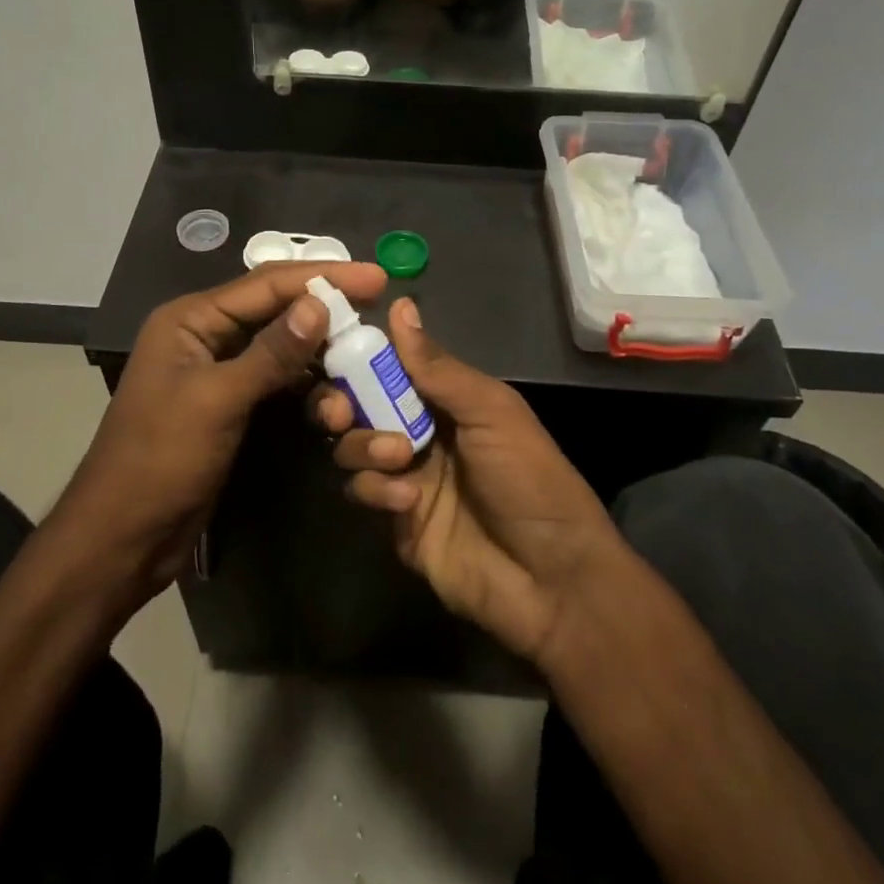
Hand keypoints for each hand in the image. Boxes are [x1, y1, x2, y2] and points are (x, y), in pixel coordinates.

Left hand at [52, 261, 387, 612]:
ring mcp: (218, 370)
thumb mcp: (218, 400)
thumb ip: (271, 352)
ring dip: (320, 349)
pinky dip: (306, 382)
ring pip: (281, 345)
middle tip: (379, 306)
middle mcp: (205, 335)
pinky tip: (337, 390)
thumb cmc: (160, 459)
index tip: (376, 277)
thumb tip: (320, 305)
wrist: (124, 535)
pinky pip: (277, 378)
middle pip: (275, 308)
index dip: (322, 277)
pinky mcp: (231, 403)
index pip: (265, 284)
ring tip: (365, 351)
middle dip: (325, 307)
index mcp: (191, 319)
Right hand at [310, 298, 624, 663]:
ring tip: (399, 458)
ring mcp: (403, 476)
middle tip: (340, 410)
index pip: (388, 366)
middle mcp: (418, 431)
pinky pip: (361, 492)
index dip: (359, 355)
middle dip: (341, 402)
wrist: (551, 578)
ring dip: (364, 445)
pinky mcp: (393, 520)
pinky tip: (407, 501)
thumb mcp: (492, 411)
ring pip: (352, 446)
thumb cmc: (529, 477)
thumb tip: (399, 305)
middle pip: (357, 405)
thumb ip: (438, 366)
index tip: (331, 347)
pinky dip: (376, 490)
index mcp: (444, 399)